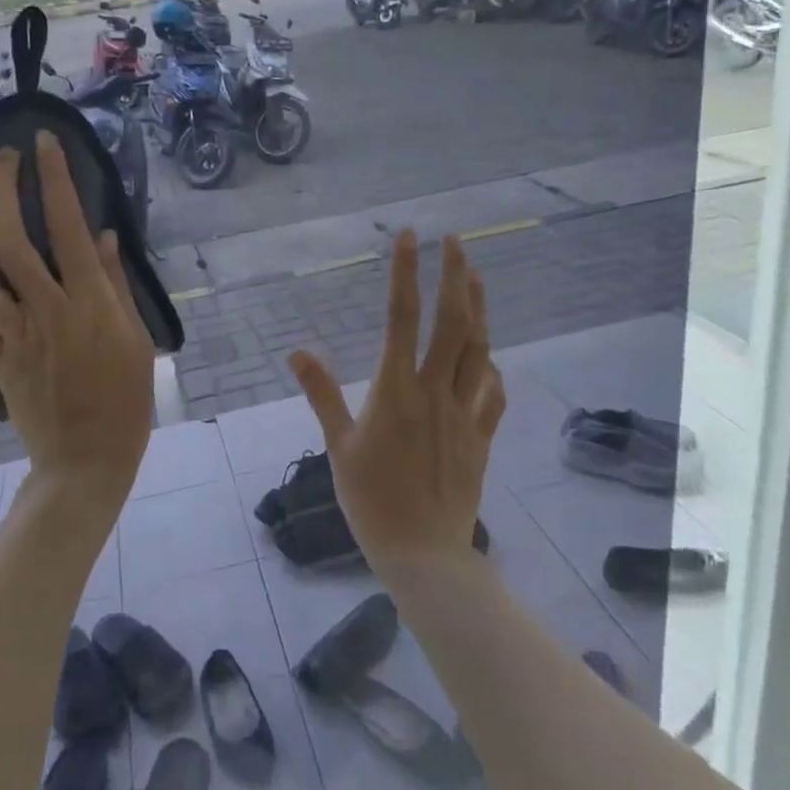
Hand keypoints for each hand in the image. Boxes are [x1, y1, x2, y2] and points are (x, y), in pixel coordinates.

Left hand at [0, 133, 153, 514]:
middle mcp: (47, 311)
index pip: (66, 227)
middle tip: (2, 162)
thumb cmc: (126, 401)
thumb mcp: (137, 339)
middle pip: (8, 240)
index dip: (52, 179)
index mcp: (90, 304)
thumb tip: (101, 236)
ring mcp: (15, 337)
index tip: (42, 144)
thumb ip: (115, 285)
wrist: (87, 462)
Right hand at [289, 231, 504, 575]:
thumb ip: (322, 394)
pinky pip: (492, 392)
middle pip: (453, 322)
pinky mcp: (481, 436)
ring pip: (480, 349)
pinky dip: (491, 367)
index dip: (406, 273)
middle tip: (456, 241)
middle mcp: (435, 391)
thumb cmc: (371, 500)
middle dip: (456, 276)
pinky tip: (489, 356)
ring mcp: (464, 412)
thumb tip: (297, 351)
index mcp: (396, 389)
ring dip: (480, 309)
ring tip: (476, 277)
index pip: (402, 317)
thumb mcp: (338, 447)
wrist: (423, 552)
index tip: (409, 236)